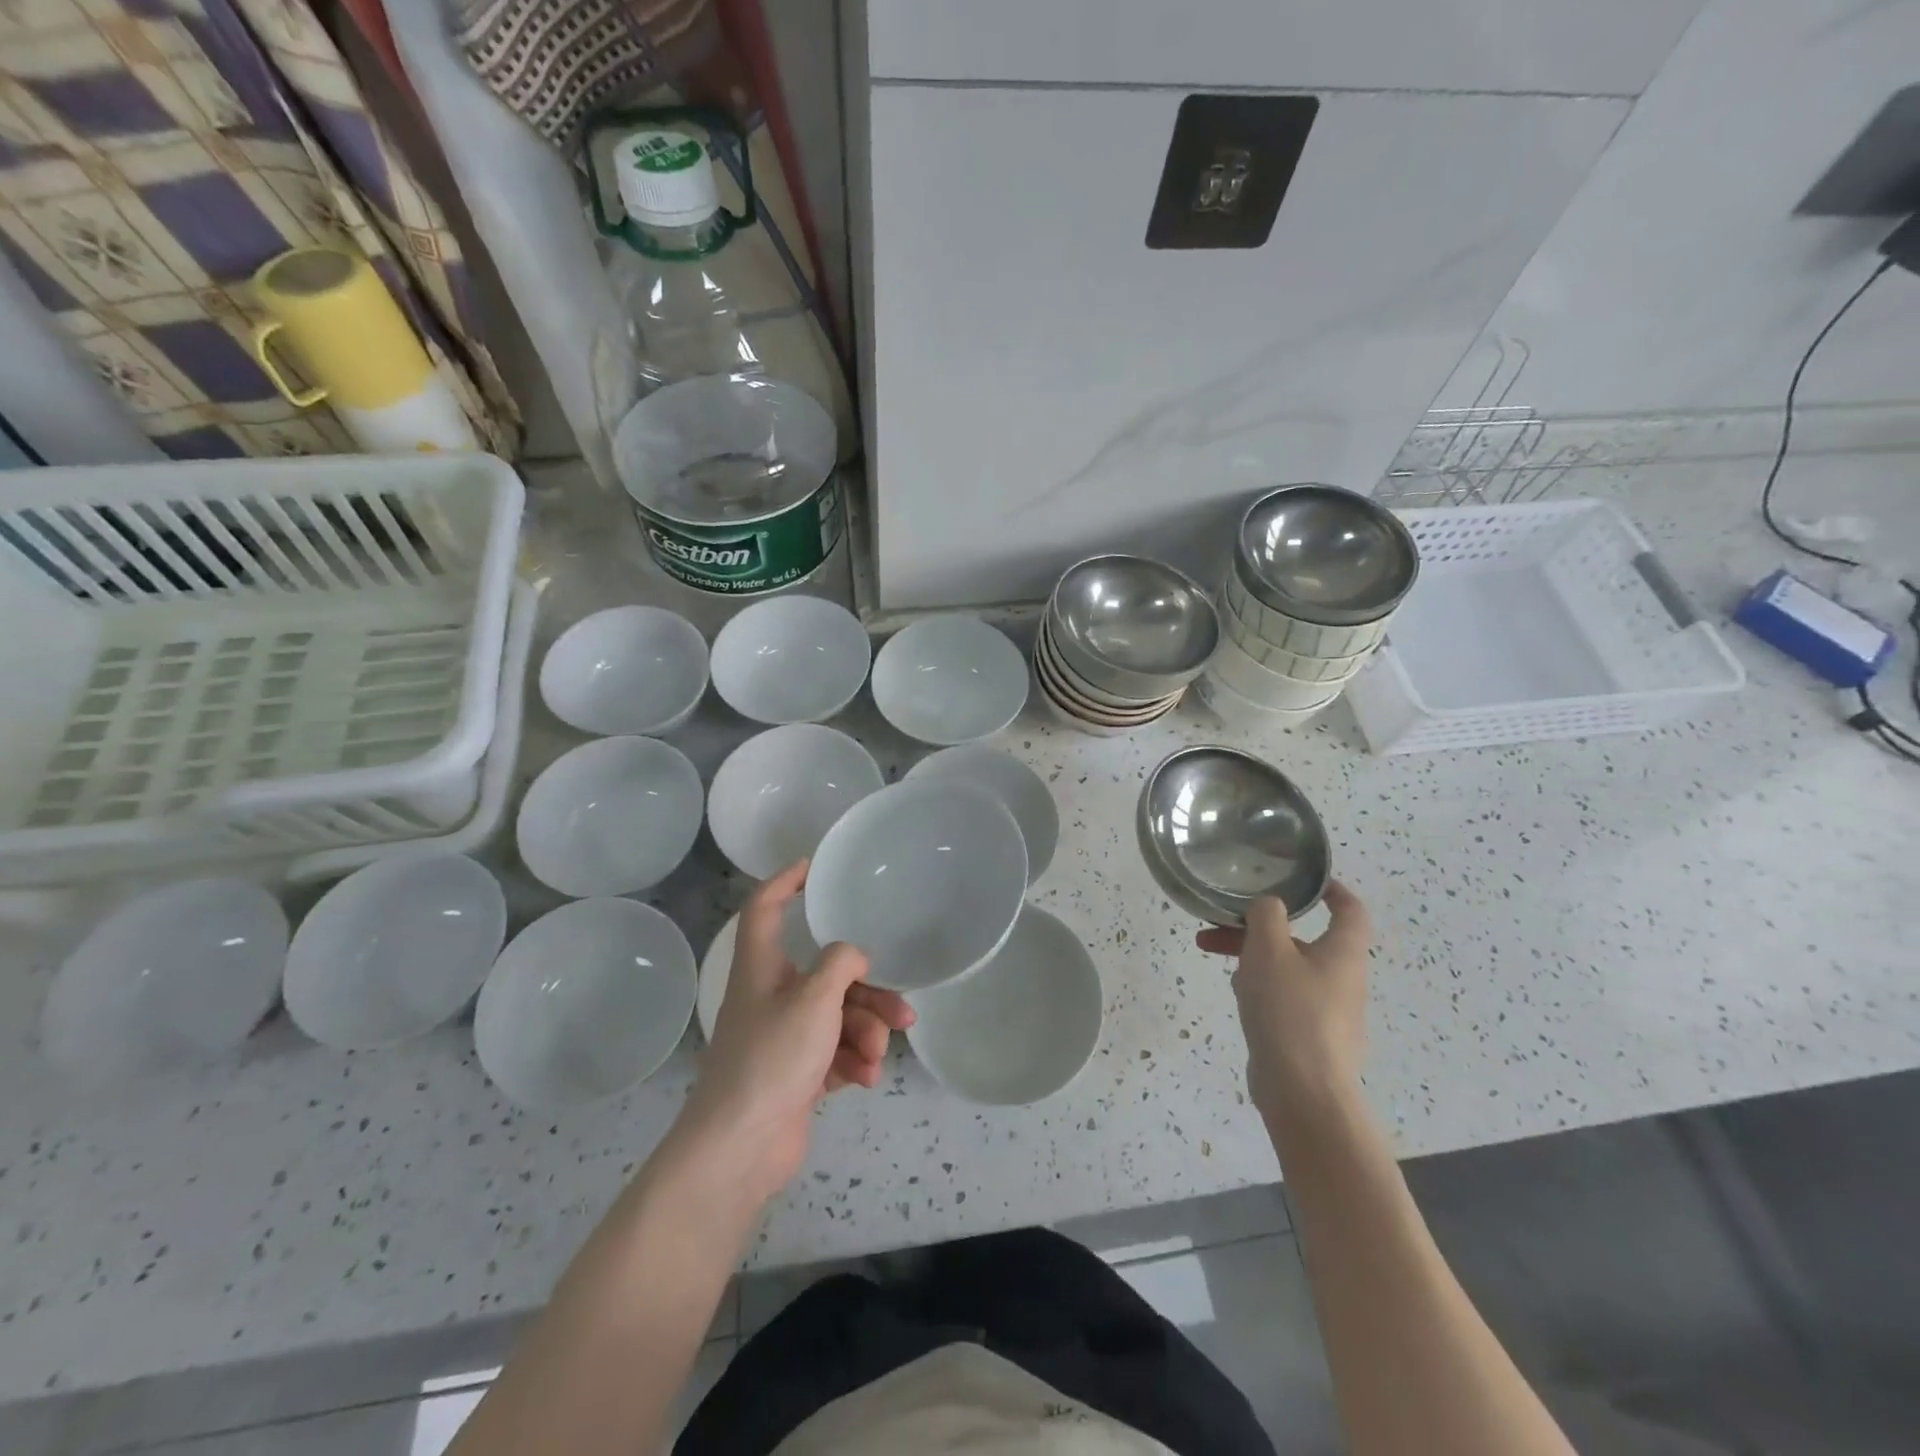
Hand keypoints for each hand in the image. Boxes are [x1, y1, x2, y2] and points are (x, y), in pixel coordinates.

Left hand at [677, 860, 913, 1204]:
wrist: (740, 1148)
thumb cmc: (772, 1058)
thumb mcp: (814, 999)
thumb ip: (840, 964)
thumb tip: (853, 956)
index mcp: (761, 966)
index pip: (765, 908)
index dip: (784, 881)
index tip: (813, 867)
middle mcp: (771, 995)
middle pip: (825, 974)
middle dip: (866, 992)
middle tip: (901, 1009)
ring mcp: (784, 1036)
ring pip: (838, 1015)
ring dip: (865, 1032)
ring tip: (878, 1054)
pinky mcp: (796, 1072)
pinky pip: (834, 1051)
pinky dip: (853, 1060)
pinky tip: (866, 1078)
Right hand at [1196, 880, 1372, 1115]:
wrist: (1303, 1092)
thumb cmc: (1290, 1011)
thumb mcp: (1269, 950)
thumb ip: (1266, 916)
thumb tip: (1269, 905)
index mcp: (1343, 953)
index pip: (1350, 909)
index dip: (1331, 889)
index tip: (1303, 879)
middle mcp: (1342, 978)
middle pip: (1303, 938)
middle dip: (1260, 925)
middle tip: (1223, 920)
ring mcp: (1327, 1010)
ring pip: (1287, 966)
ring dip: (1251, 953)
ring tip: (1211, 952)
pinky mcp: (1309, 1036)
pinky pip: (1283, 996)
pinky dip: (1259, 985)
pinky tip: (1234, 994)